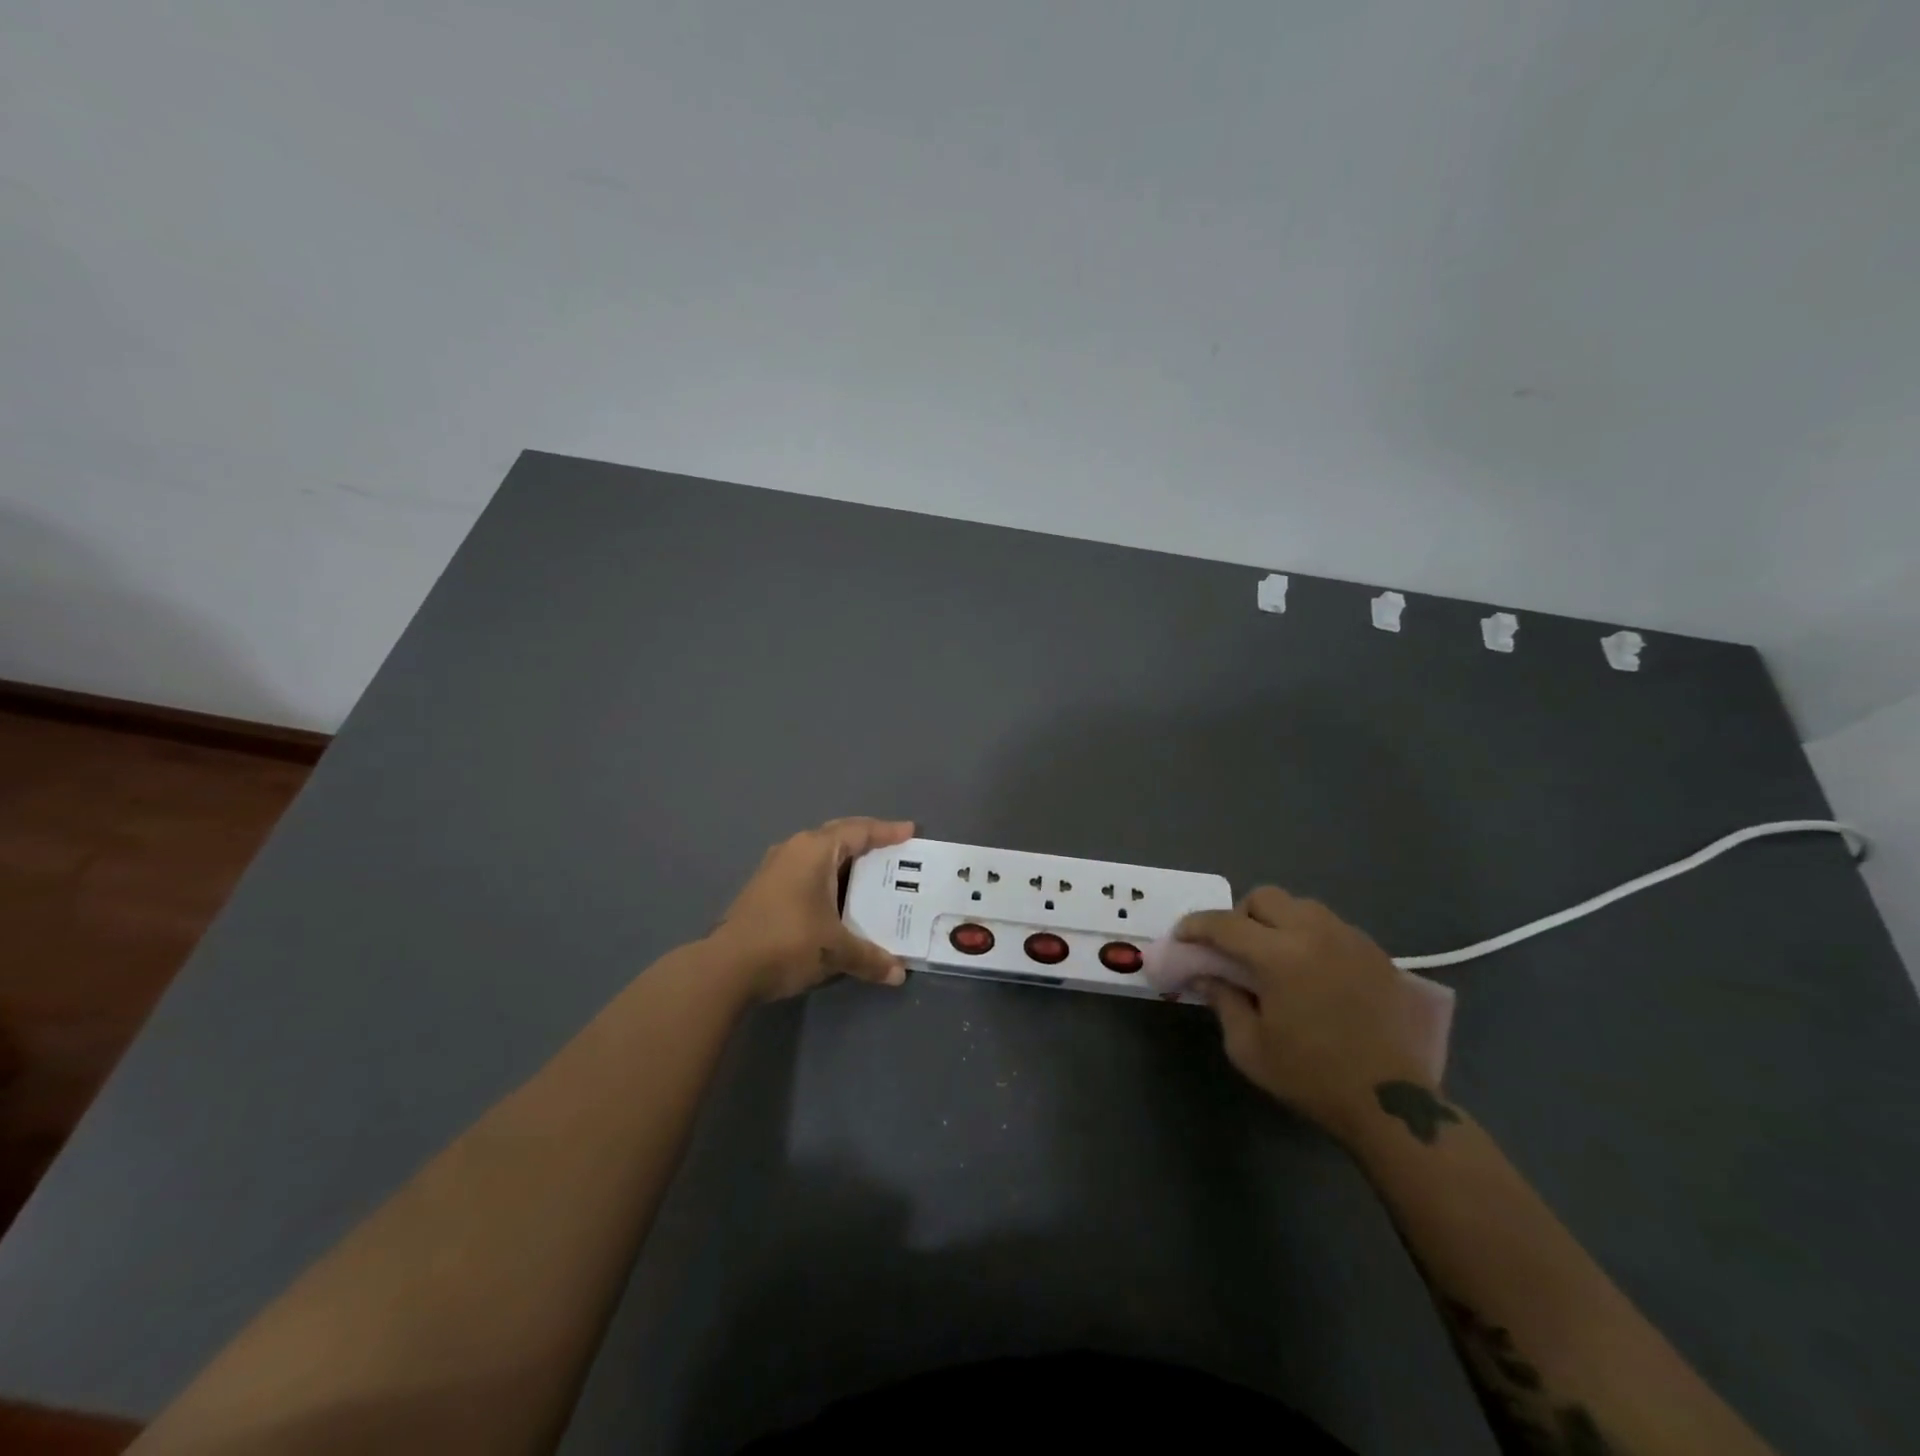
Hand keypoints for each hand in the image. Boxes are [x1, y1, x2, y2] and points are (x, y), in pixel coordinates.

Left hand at [708, 817, 914, 1002]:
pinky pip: (805, 870)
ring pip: (818, 854)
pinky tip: (836, 897)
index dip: (887, 831)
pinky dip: (826, 877)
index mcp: (815, 850)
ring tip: (869, 874)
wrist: (725, 968)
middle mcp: (794, 849)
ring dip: (843, 861)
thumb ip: (870, 958)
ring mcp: (774, 867)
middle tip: (892, 849)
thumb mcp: (836, 951)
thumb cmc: (788, 943)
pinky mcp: (763, 888)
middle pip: (837, 835)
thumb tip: (898, 974)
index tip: (910, 831)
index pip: (858, 831)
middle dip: (866, 841)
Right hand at [1176, 887, 1434, 1140]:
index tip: (1182, 937)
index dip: (1195, 926)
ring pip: (1300, 905)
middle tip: (1234, 949)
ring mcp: (1350, 939)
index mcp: (1280, 956)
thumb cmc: (1312, 1077)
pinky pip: (1331, 925)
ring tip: (1275, 955)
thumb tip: (1204, 974)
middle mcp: (1315, 934)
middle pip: (1264, 898)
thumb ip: (1222, 1000)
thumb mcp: (1249, 1047)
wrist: (1392, 1104)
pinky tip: (1311, 969)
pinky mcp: (1376, 952)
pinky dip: (1310, 935)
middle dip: (1240, 916)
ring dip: (1278, 921)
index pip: (1225, 924)